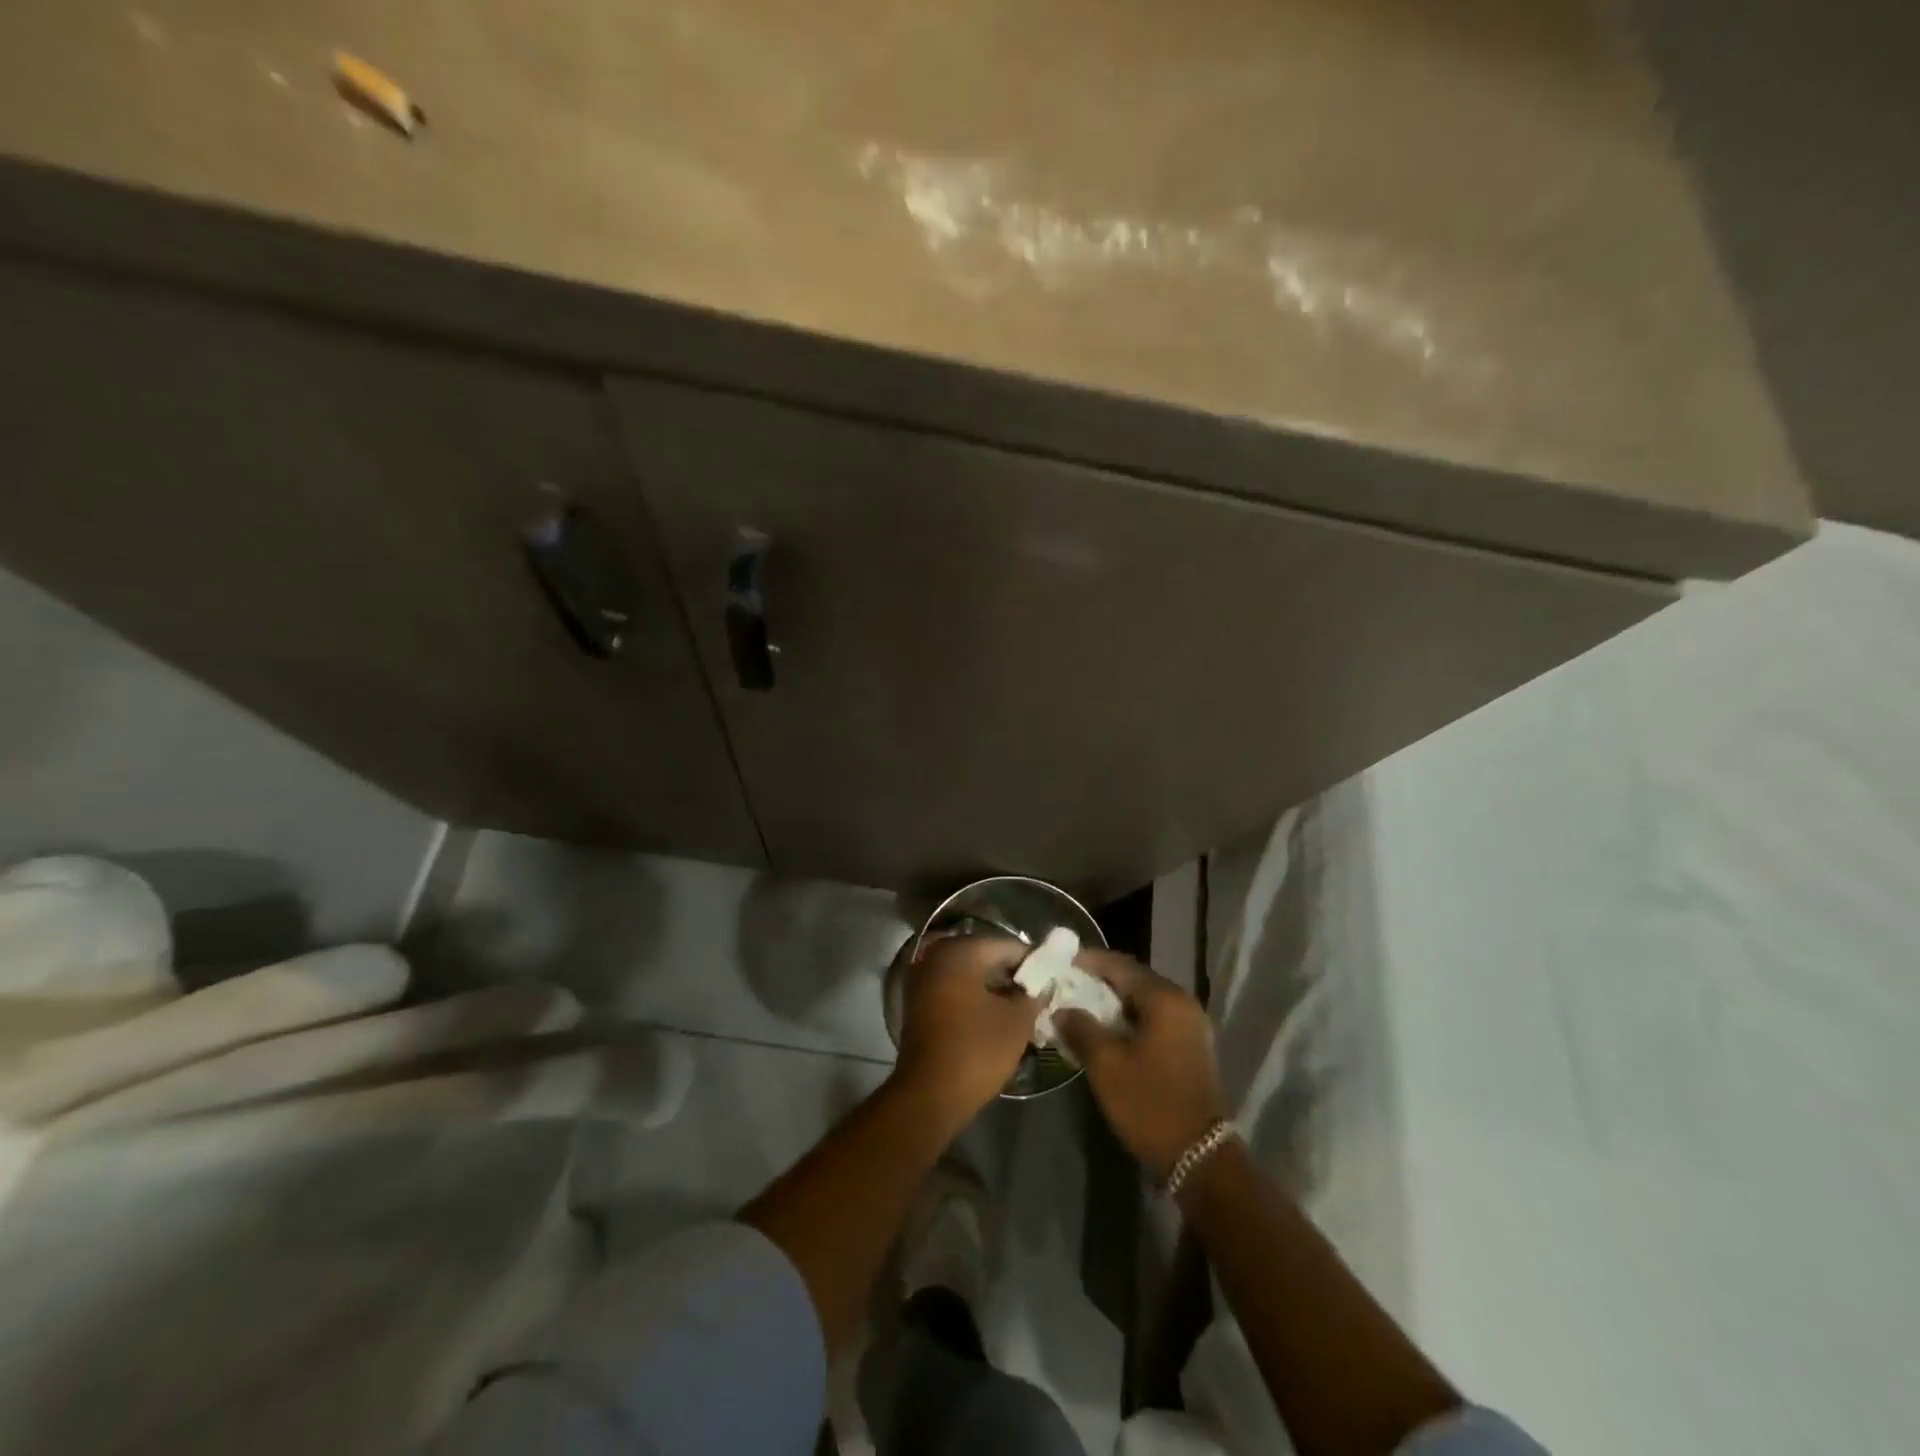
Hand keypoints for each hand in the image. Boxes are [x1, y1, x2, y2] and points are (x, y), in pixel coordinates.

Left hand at [892, 933, 1038, 1123]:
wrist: (929, 1095)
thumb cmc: (976, 1051)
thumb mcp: (1017, 1022)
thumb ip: (1034, 995)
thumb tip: (1045, 984)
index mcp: (960, 951)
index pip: (1007, 945)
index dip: (1034, 962)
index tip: (1054, 979)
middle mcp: (936, 955)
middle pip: (986, 956)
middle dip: (1014, 974)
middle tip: (1040, 994)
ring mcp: (923, 978)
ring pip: (970, 973)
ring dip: (995, 987)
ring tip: (1023, 1007)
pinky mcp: (918, 1001)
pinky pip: (955, 988)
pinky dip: (975, 997)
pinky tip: (997, 1015)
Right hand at [1057, 951, 1227, 1180]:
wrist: (1200, 1157)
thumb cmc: (1150, 1103)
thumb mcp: (1106, 1065)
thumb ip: (1081, 1028)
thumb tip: (1062, 1009)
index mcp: (1165, 998)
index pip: (1120, 965)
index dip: (1088, 961)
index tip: (1060, 962)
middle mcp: (1182, 1003)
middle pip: (1134, 979)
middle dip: (1100, 981)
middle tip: (1067, 984)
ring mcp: (1191, 1025)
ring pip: (1144, 1000)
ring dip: (1113, 1002)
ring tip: (1081, 1006)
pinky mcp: (1191, 1046)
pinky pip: (1154, 1018)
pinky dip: (1129, 1018)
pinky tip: (1107, 1030)